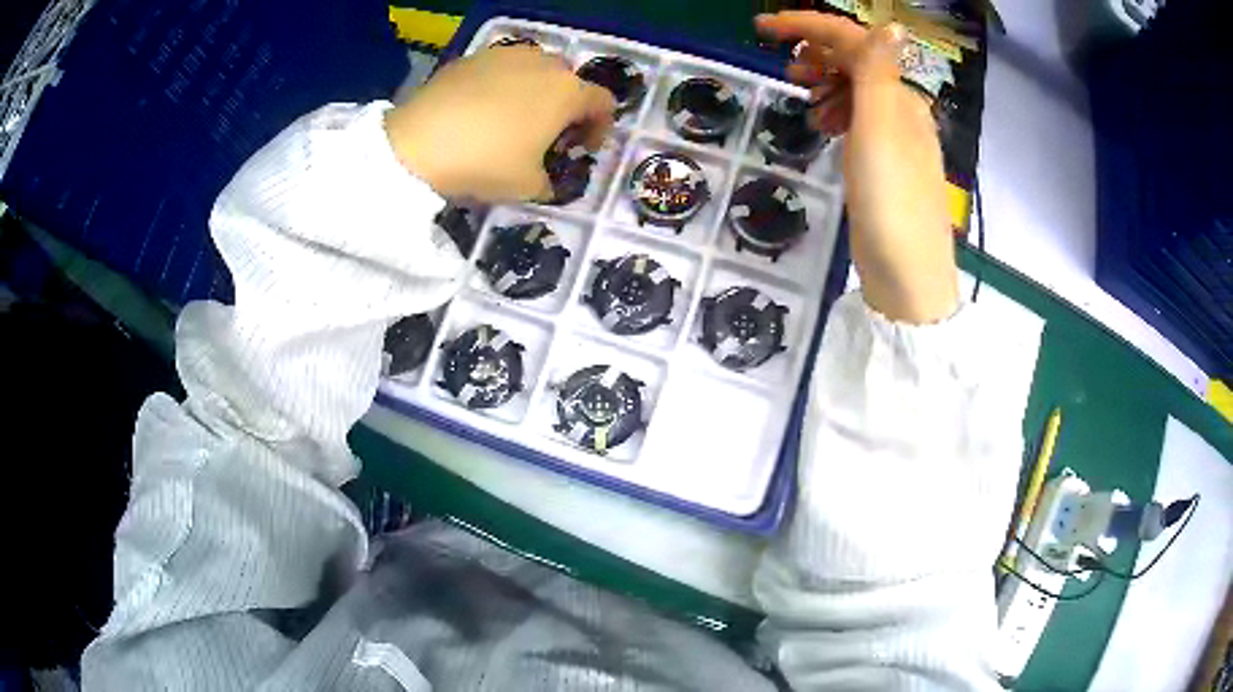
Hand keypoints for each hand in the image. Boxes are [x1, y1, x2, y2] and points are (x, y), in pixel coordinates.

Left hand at [385, 46, 615, 201]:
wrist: (417, 142)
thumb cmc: (485, 162)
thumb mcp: (528, 187)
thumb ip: (551, 181)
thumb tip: (547, 180)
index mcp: (567, 92)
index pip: (603, 102)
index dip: (600, 127)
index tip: (582, 148)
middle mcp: (543, 64)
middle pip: (569, 81)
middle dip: (567, 106)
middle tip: (548, 133)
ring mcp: (506, 55)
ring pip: (534, 69)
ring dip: (535, 91)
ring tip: (513, 117)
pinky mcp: (473, 56)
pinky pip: (500, 69)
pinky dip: (501, 85)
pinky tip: (480, 109)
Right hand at [757, 12, 957, 324]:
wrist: (906, 277)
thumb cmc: (891, 203)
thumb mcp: (880, 130)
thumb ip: (879, 73)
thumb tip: (890, 25)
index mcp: (900, 97)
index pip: (855, 42)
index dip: (808, 26)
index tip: (761, 29)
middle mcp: (901, 110)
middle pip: (856, 62)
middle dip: (816, 54)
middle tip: (786, 71)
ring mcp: (893, 138)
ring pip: (854, 91)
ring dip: (824, 83)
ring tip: (804, 101)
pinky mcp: (882, 164)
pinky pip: (856, 119)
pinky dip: (835, 111)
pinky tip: (822, 125)